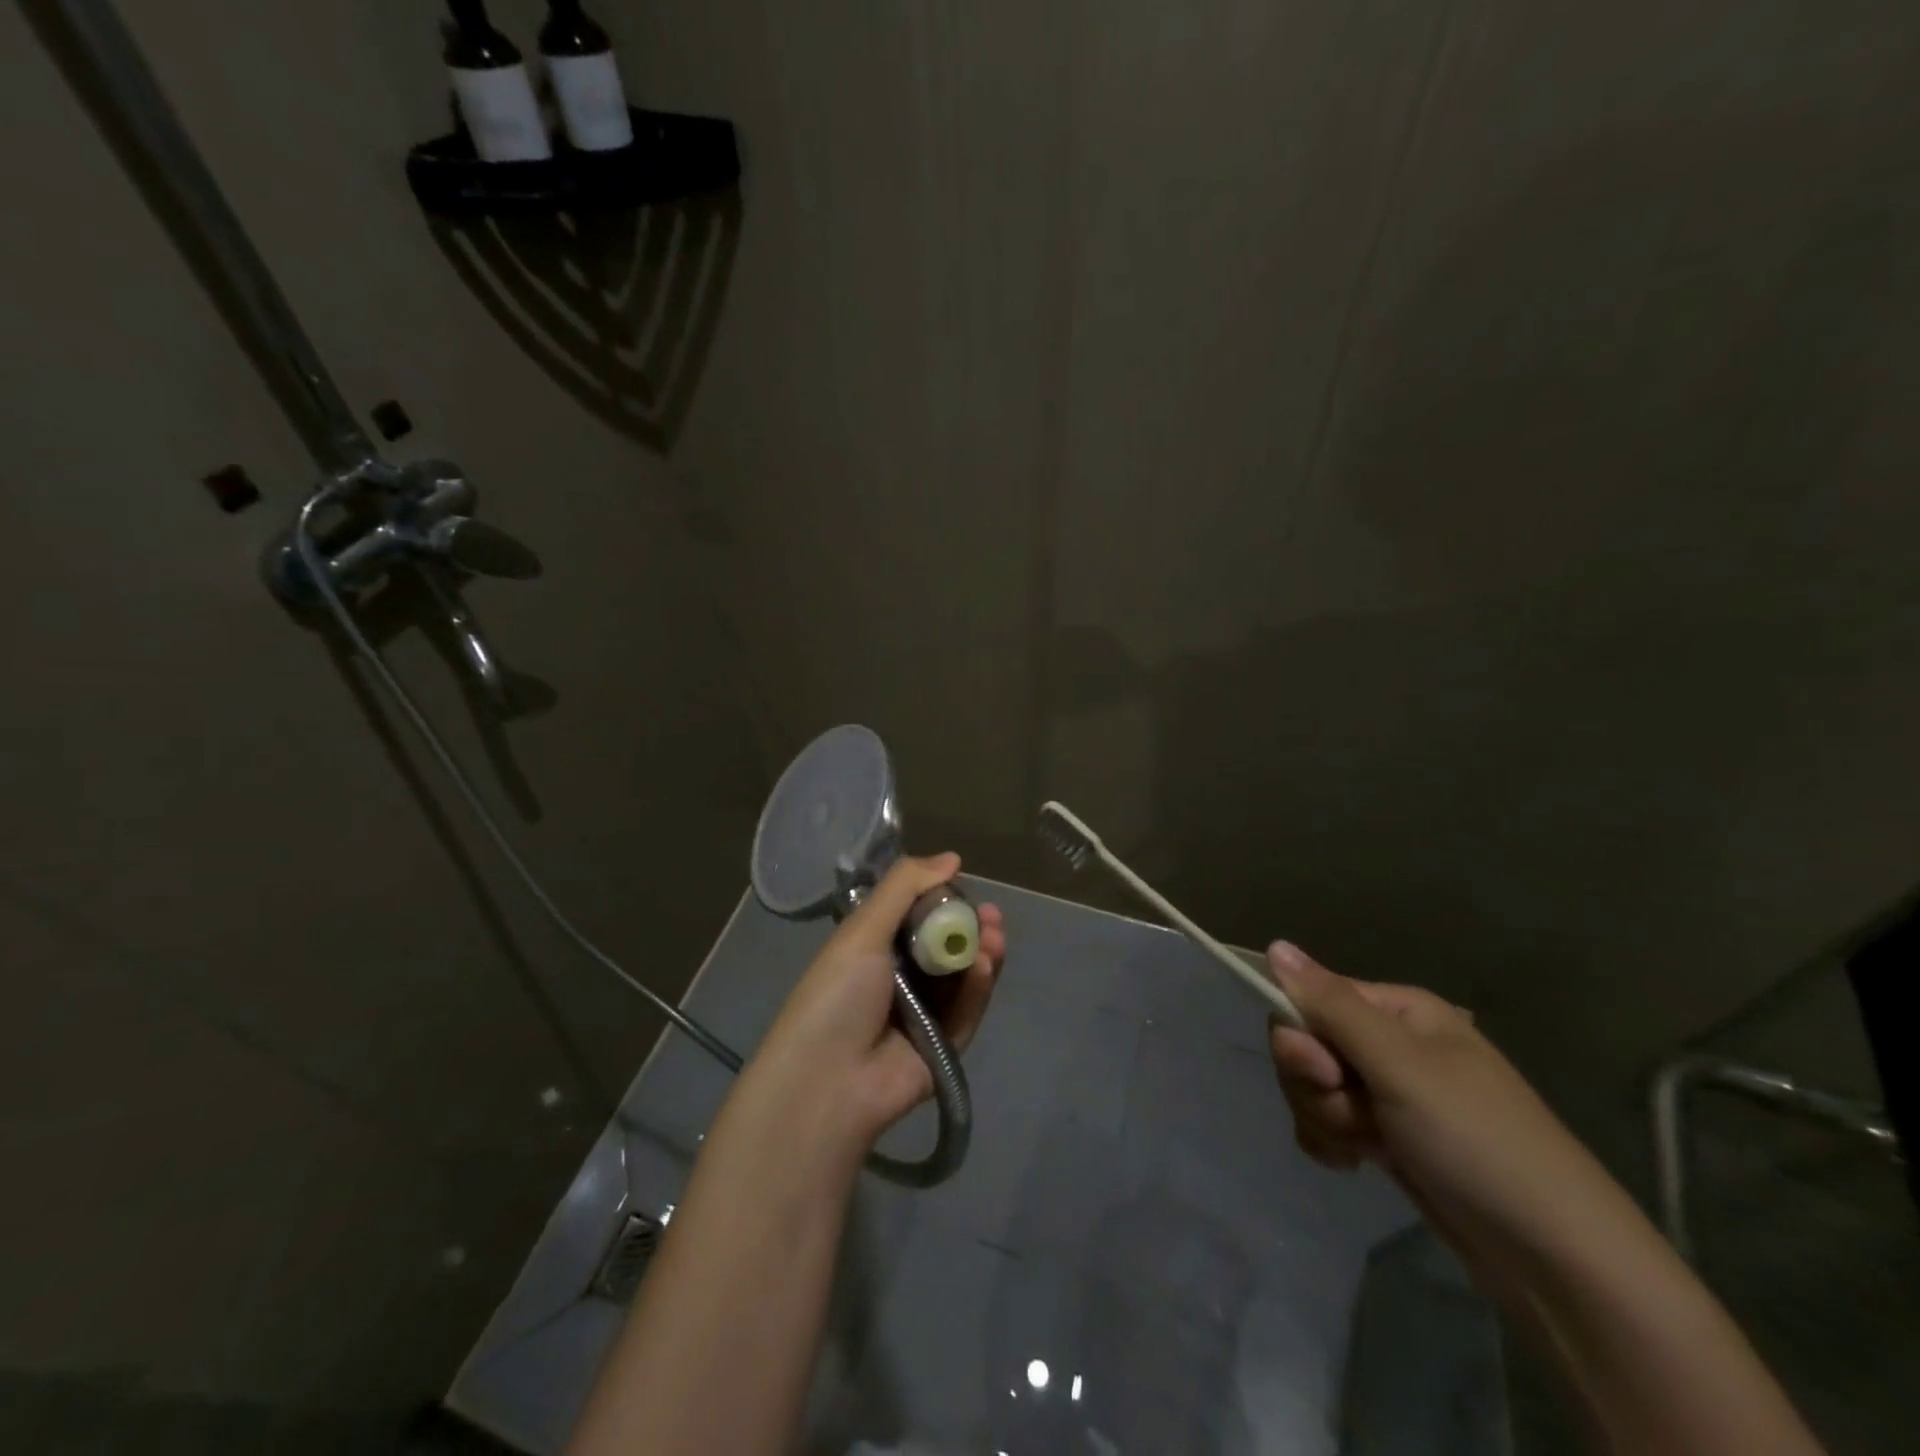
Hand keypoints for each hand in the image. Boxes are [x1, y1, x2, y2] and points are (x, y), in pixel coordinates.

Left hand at [749, 853, 1005, 1147]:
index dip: (945, 901)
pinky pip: (967, 1010)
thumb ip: (905, 887)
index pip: (919, 917)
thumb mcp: (863, 929)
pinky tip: (985, 965)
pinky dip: (978, 987)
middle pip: (947, 946)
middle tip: (993, 916)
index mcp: (875, 949)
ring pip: (963, 976)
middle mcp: (901, 979)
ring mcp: (924, 1013)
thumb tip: (952, 857)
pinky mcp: (944, 1045)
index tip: (966, 886)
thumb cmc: (837, 994)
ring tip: (995, 936)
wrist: (827, 1080)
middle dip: (972, 927)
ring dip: (981, 953)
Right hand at [1265, 941, 1617, 1260]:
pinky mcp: (1386, 1137)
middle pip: (1305, 1044)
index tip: (1326, 1074)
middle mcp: (1389, 1043)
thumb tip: (1275, 944)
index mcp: (1398, 1010)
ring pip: (1312, 1088)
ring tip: (1368, 1149)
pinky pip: (1327, 1123)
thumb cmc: (1476, 1140)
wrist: (1555, 1259)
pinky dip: (1332, 1143)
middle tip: (1356, 1117)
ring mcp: (1387, 1092)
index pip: (1310, 999)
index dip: (1303, 1036)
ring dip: (1326, 1119)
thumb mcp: (1399, 1065)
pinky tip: (1357, 1165)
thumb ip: (1331, 1004)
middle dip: (1315, 1085)